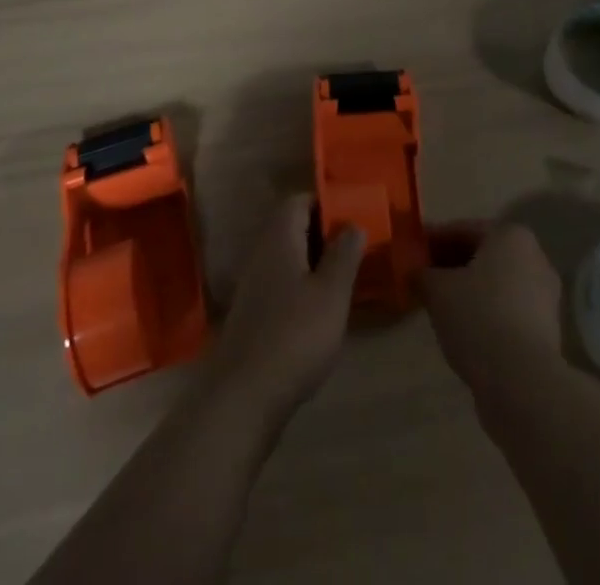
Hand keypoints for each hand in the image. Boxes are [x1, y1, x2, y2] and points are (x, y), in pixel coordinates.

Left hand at [211, 195, 365, 421]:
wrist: (243, 397)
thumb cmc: (294, 335)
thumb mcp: (331, 293)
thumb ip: (344, 254)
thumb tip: (353, 223)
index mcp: (279, 237)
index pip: (300, 200)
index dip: (326, 203)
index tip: (354, 215)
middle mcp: (262, 253)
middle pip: (293, 227)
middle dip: (324, 233)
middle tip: (356, 247)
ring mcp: (254, 285)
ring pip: (289, 257)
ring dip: (315, 262)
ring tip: (346, 278)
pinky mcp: (253, 315)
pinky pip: (282, 284)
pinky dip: (303, 287)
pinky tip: (322, 310)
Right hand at [421, 221, 563, 398]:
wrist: (522, 381)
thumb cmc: (478, 317)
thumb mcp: (438, 290)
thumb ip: (423, 274)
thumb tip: (415, 272)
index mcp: (510, 235)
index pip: (463, 229)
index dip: (433, 240)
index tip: (411, 253)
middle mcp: (533, 256)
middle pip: (482, 254)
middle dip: (452, 265)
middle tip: (423, 278)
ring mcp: (544, 294)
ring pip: (496, 283)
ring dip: (469, 290)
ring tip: (439, 305)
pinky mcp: (546, 328)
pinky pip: (507, 308)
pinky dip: (485, 312)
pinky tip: (463, 327)